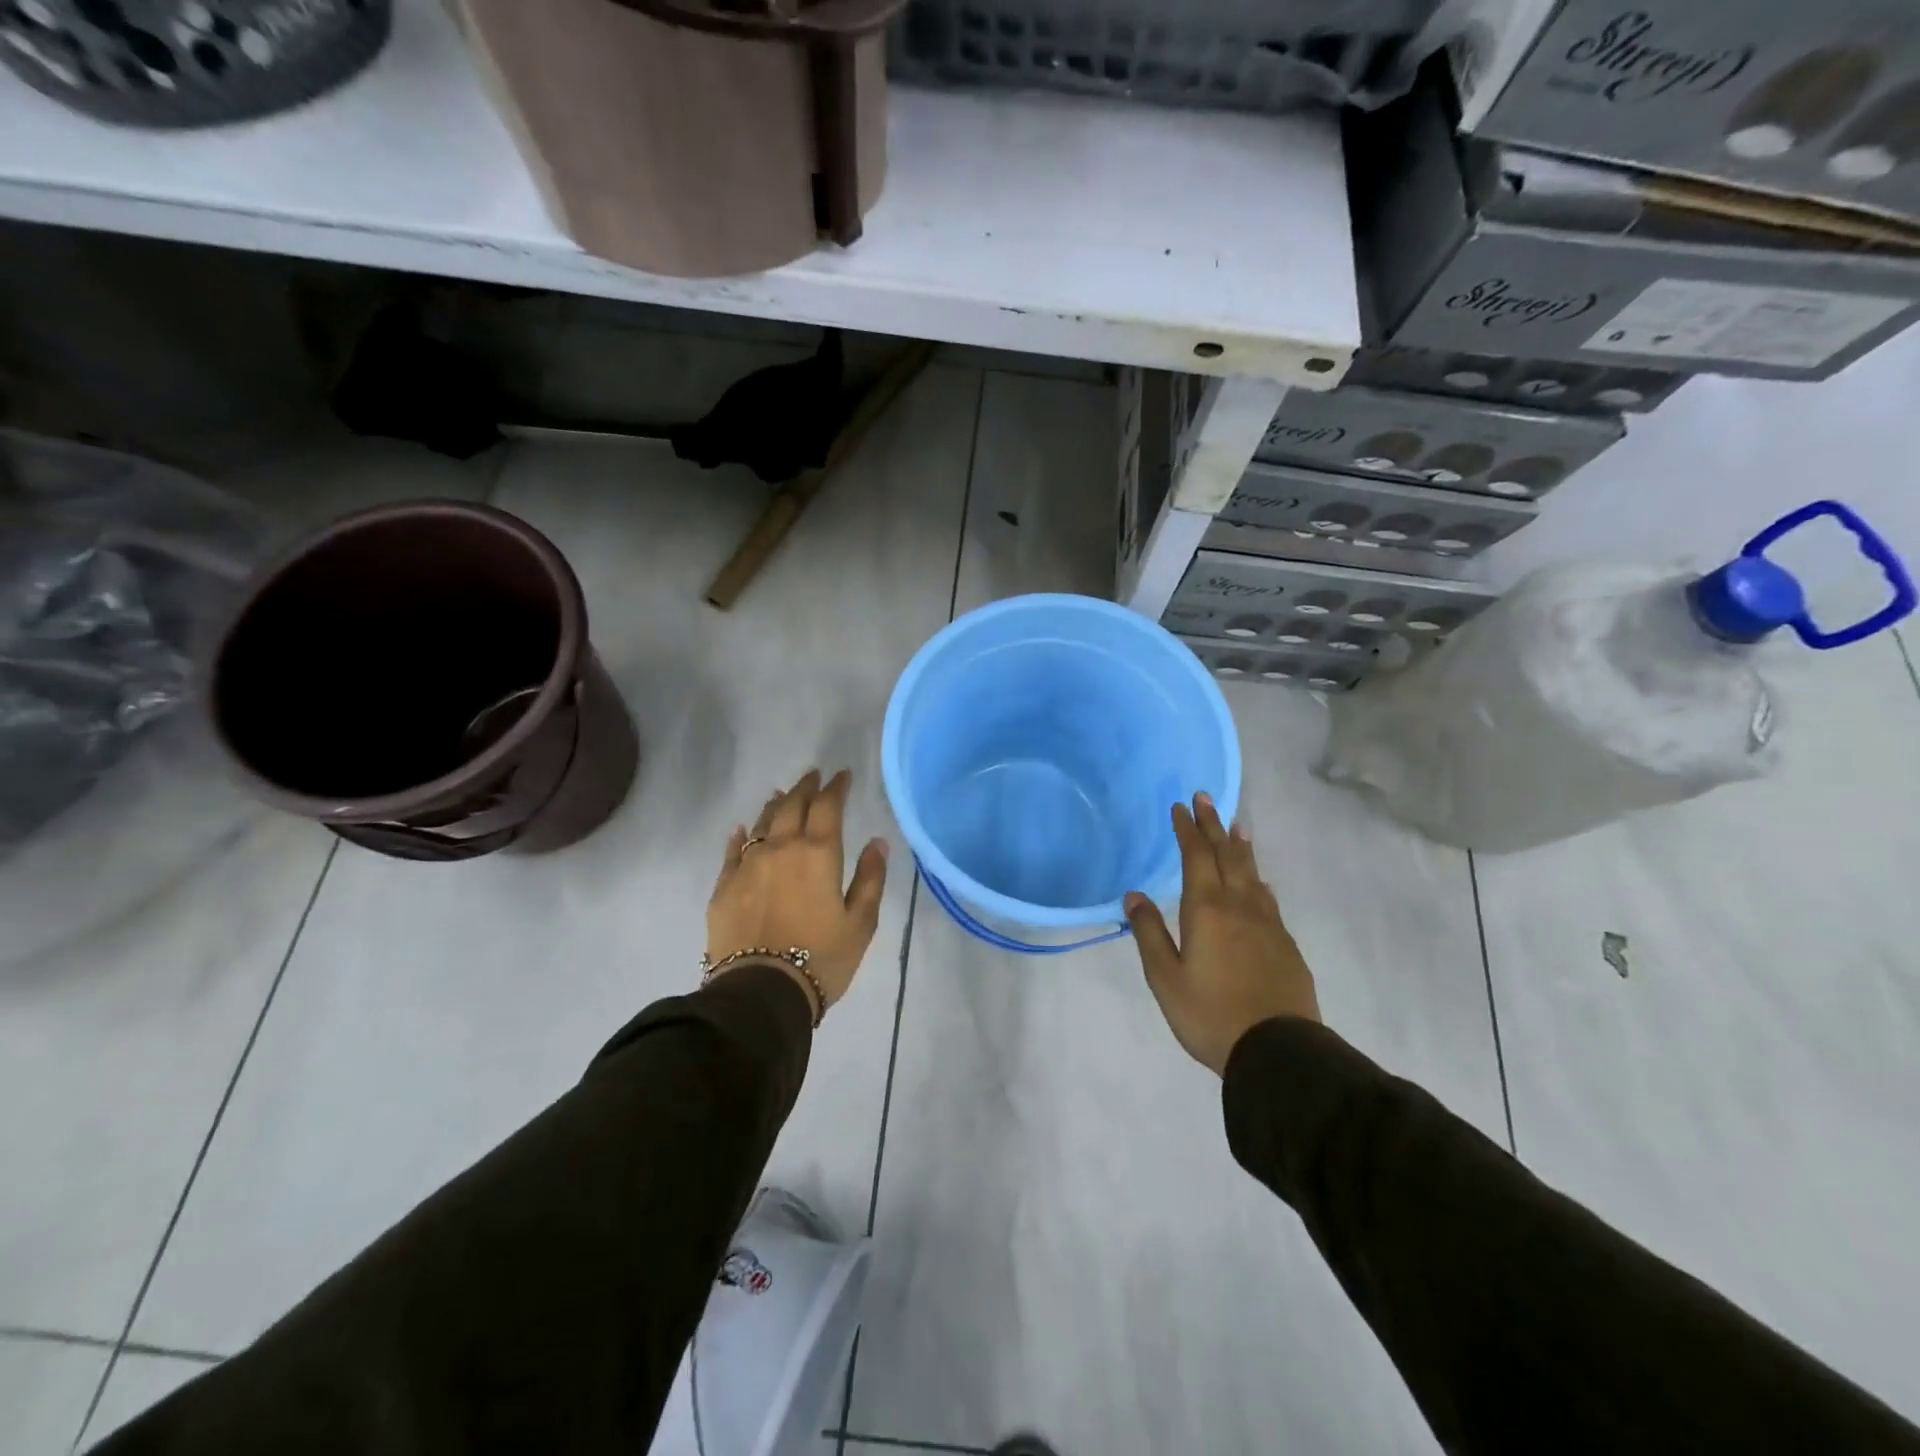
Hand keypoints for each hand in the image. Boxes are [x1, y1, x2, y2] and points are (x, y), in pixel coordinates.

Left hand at [707, 769, 889, 1018]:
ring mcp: (748, 865)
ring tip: (782, 794)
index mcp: (818, 853)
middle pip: (792, 805)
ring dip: (775, 805)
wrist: (761, 992)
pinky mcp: (724, 886)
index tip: (842, 776)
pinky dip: (740, 835)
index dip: (836, 787)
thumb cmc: (821, 959)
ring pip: (762, 822)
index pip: (828, 806)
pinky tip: (742, 829)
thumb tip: (877, 842)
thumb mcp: (861, 923)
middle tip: (813, 776)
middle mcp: (781, 848)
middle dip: (805, 787)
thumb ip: (871, 878)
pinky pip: (732, 850)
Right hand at [1125, 792, 1319, 1075]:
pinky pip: (1268, 897)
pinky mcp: (1285, 943)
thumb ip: (1149, 933)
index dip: (1188, 829)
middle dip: (1214, 825)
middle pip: (1227, 855)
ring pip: (1252, 873)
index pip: (1196, 856)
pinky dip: (1257, 878)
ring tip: (1237, 826)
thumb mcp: (1165, 978)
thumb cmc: (1210, 1014)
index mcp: (1207, 909)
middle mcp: (1240, 906)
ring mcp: (1268, 923)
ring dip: (1240, 846)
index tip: (1181, 806)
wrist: (1279, 1051)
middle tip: (1206, 799)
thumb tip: (1134, 895)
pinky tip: (1258, 882)